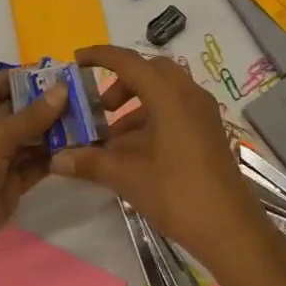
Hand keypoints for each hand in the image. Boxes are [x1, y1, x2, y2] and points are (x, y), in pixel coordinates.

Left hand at [0, 71, 67, 285]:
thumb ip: (29, 117)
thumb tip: (62, 89)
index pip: (1, 83)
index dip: (29, 76)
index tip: (65, 72)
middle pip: (20, 109)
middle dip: (50, 104)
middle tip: (88, 97)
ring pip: (31, 137)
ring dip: (57, 131)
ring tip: (92, 121)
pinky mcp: (8, 184)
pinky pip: (35, 164)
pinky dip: (54, 157)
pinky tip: (81, 150)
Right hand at [52, 45, 276, 273]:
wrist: (229, 228)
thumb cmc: (177, 193)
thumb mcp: (127, 176)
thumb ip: (91, 162)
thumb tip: (56, 158)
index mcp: (169, 95)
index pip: (129, 62)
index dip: (100, 57)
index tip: (77, 61)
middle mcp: (189, 94)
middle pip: (150, 71)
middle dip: (121, 83)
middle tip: (100, 107)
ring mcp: (203, 112)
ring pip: (165, 92)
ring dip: (136, 106)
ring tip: (112, 139)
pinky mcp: (209, 130)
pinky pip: (176, 109)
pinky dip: (153, 119)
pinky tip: (136, 152)